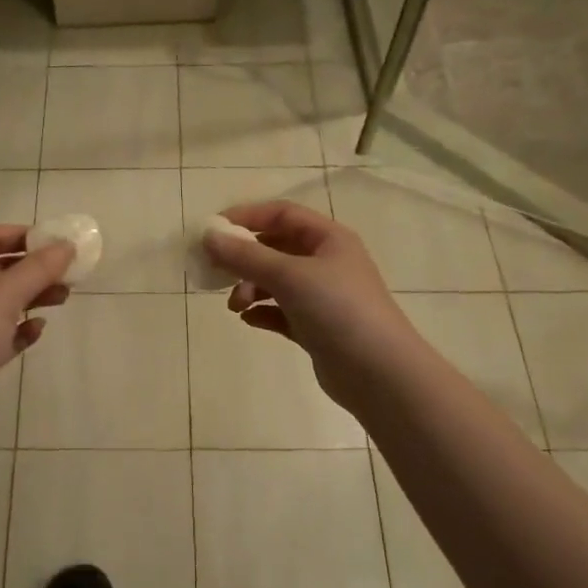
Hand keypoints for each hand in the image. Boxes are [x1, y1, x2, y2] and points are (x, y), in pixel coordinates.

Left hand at [0, 225, 72, 439]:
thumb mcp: (3, 296)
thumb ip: (37, 269)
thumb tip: (67, 245)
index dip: (20, 234)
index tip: (54, 242)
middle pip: (0, 269)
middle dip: (34, 268)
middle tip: (68, 272)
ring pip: (7, 301)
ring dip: (35, 296)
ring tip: (63, 299)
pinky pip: (6, 332)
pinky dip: (24, 328)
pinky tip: (38, 331)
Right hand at [204, 201, 417, 414]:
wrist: (378, 373)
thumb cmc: (338, 310)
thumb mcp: (289, 275)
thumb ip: (245, 256)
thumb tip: (208, 236)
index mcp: (329, 239)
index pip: (282, 214)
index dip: (247, 217)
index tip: (213, 230)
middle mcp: (327, 263)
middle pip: (276, 248)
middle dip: (244, 258)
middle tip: (216, 271)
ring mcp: (323, 297)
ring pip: (276, 282)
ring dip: (250, 288)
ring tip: (235, 305)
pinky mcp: (317, 328)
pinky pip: (281, 312)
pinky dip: (263, 312)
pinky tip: (249, 320)